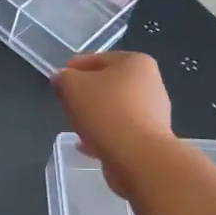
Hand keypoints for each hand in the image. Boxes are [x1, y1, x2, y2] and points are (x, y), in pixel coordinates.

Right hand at [53, 52, 174, 196]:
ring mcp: (154, 112)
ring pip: (115, 109)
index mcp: (136, 62)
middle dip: (87, 93)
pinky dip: (104, 134)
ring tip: (76, 126)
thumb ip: (63, 78)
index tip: (61, 78)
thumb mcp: (72, 86)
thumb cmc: (105, 111)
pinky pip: (121, 131)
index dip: (76, 67)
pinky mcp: (150, 138)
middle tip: (67, 102)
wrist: (137, 156)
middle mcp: (150, 84)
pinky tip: (87, 145)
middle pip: (110, 84)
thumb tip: (62, 78)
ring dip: (96, 115)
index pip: (99, 58)